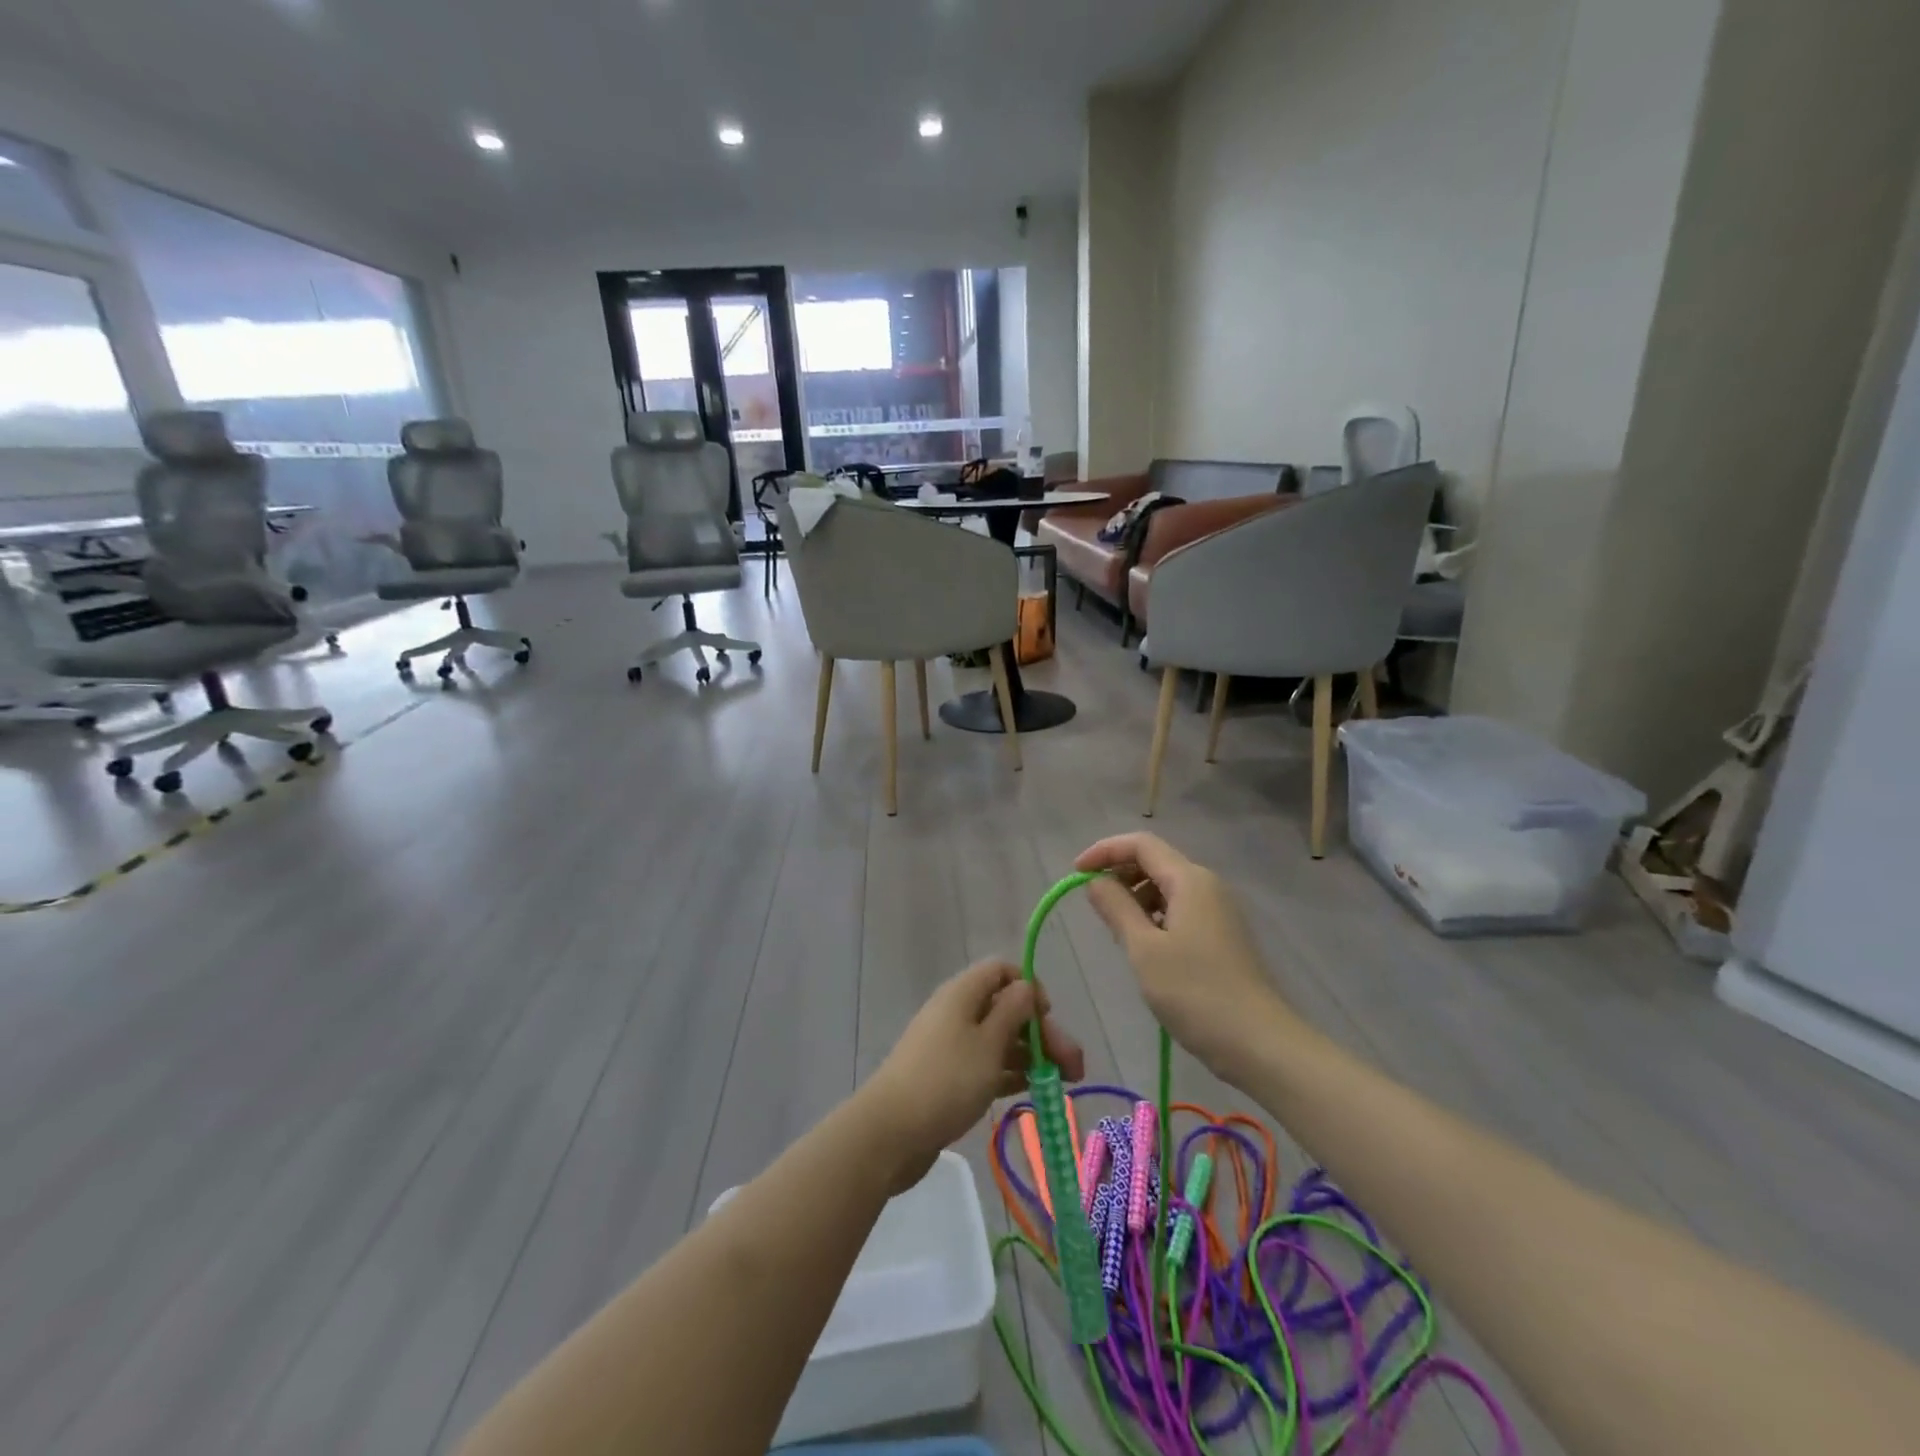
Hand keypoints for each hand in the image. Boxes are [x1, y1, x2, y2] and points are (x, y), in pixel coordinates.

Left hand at [862, 959, 1083, 1192]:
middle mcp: (957, 1012)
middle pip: (1006, 1008)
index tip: (1048, 1016)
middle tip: (1074, 1066)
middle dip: (1042, 1031)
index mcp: (963, 993)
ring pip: (1000, 1039)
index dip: (1029, 987)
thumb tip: (1026, 986)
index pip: (1001, 971)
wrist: (891, 1132)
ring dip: (1032, 1055)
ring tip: (1063, 1084)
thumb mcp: (988, 1043)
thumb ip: (1013, 1011)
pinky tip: (1032, 1090)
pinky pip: (987, 1065)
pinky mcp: (949, 1077)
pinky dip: (1010, 1073)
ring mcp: (951, 1046)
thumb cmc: (946, 1080)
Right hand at [1075, 832, 1295, 1080]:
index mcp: (1189, 880)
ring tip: (1117, 931)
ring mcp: (1218, 910)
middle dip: (1119, 874)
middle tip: (1094, 906)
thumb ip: (1116, 907)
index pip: (1141, 844)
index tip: (1076, 873)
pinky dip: (1155, 915)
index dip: (1104, 851)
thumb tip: (1096, 880)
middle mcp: (1207, 885)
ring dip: (1136, 897)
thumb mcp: (1144, 949)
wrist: (1260, 1043)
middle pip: (1155, 861)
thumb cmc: (1195, 993)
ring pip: (1167, 887)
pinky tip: (1144, 946)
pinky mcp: (1222, 935)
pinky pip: (1180, 909)